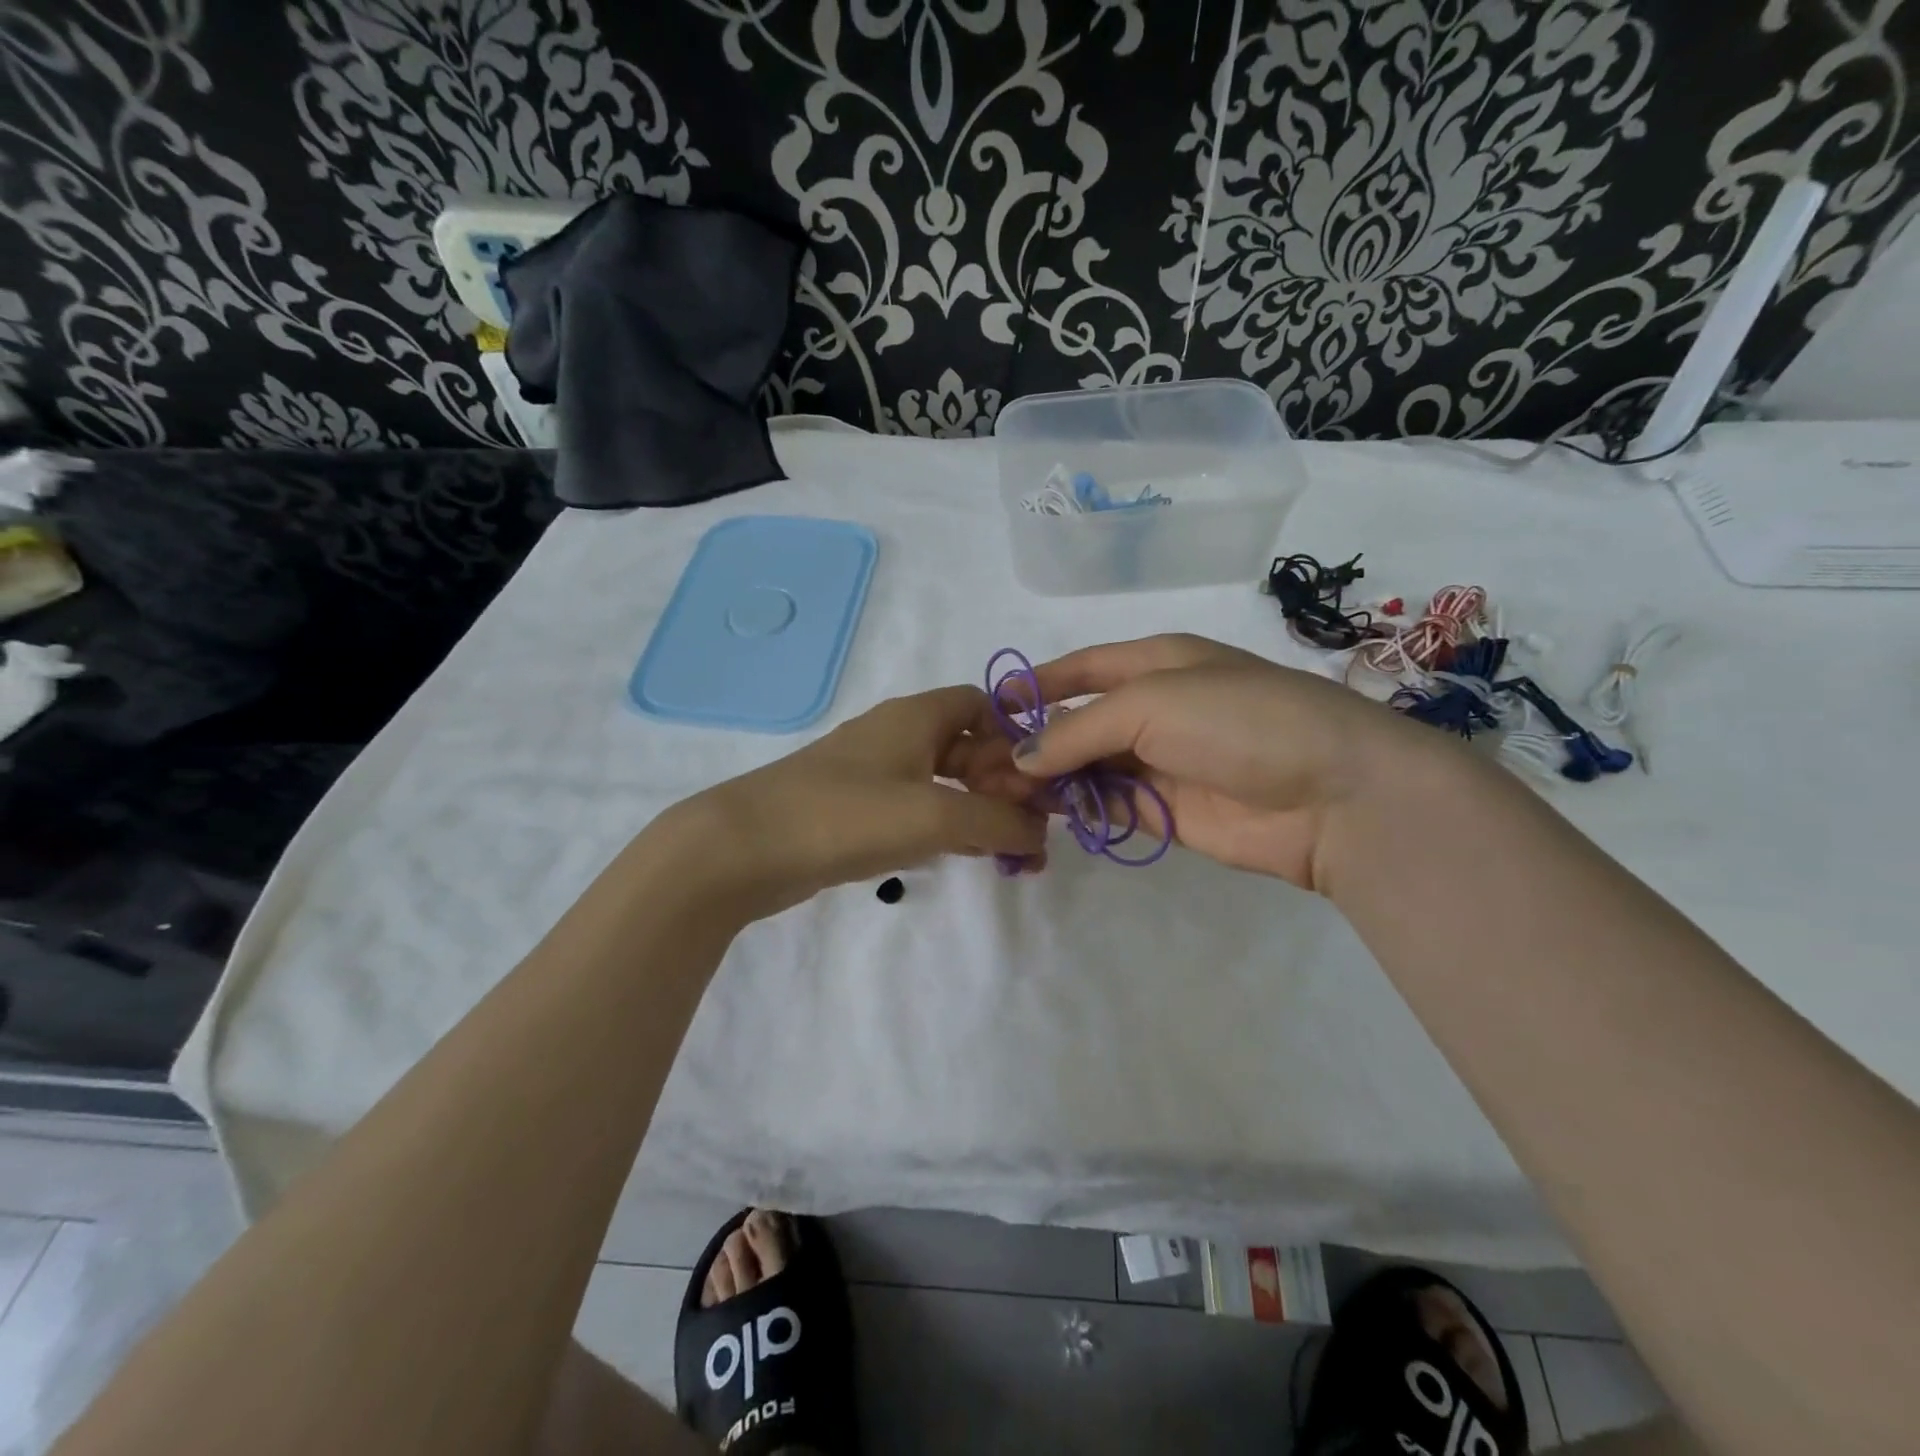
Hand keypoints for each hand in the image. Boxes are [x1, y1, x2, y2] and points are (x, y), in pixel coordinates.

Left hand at [674, 686, 1047, 920]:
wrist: (744, 848)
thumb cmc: (846, 815)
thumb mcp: (935, 816)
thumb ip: (998, 822)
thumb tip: (1042, 833)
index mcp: (915, 717)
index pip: (981, 704)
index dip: (1015, 735)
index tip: (1039, 778)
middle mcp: (895, 735)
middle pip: (966, 747)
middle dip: (1003, 784)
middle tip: (1033, 831)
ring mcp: (871, 774)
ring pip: (942, 783)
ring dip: (978, 812)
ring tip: (1010, 854)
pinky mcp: (854, 810)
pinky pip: (915, 809)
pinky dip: (945, 828)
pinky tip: (963, 857)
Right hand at [1016, 634, 1437, 890]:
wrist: (1332, 793)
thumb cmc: (1238, 720)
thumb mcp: (1151, 702)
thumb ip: (1078, 729)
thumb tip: (1021, 757)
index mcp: (1156, 663)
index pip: (1082, 668)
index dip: (1036, 683)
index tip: (988, 706)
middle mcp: (1156, 709)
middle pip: (1079, 721)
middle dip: (1032, 739)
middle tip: (978, 764)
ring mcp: (1161, 762)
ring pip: (1087, 766)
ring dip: (1046, 777)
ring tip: (997, 791)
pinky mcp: (1166, 811)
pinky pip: (1107, 803)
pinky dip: (1074, 807)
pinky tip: (1039, 812)